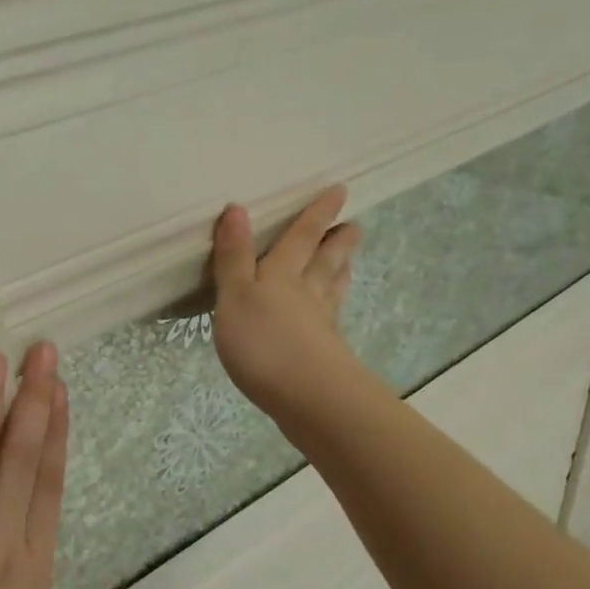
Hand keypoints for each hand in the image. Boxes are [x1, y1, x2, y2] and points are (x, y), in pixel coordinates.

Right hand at [211, 186, 364, 423]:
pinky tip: (331, 317)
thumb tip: (237, 208)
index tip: (339, 191)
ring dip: (339, 272)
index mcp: (282, 275)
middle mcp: (306, 294)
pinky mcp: (325, 355)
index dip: (317, 214)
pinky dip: (332, 310)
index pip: (302, 237)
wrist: (307, 397)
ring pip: (331, 290)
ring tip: (348, 261)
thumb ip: (234, 256)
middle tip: (355, 225)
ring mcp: (319, 326)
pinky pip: (329, 321)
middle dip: (337, 242)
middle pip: (324, 261)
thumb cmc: (264, 341)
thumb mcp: (236, 295)